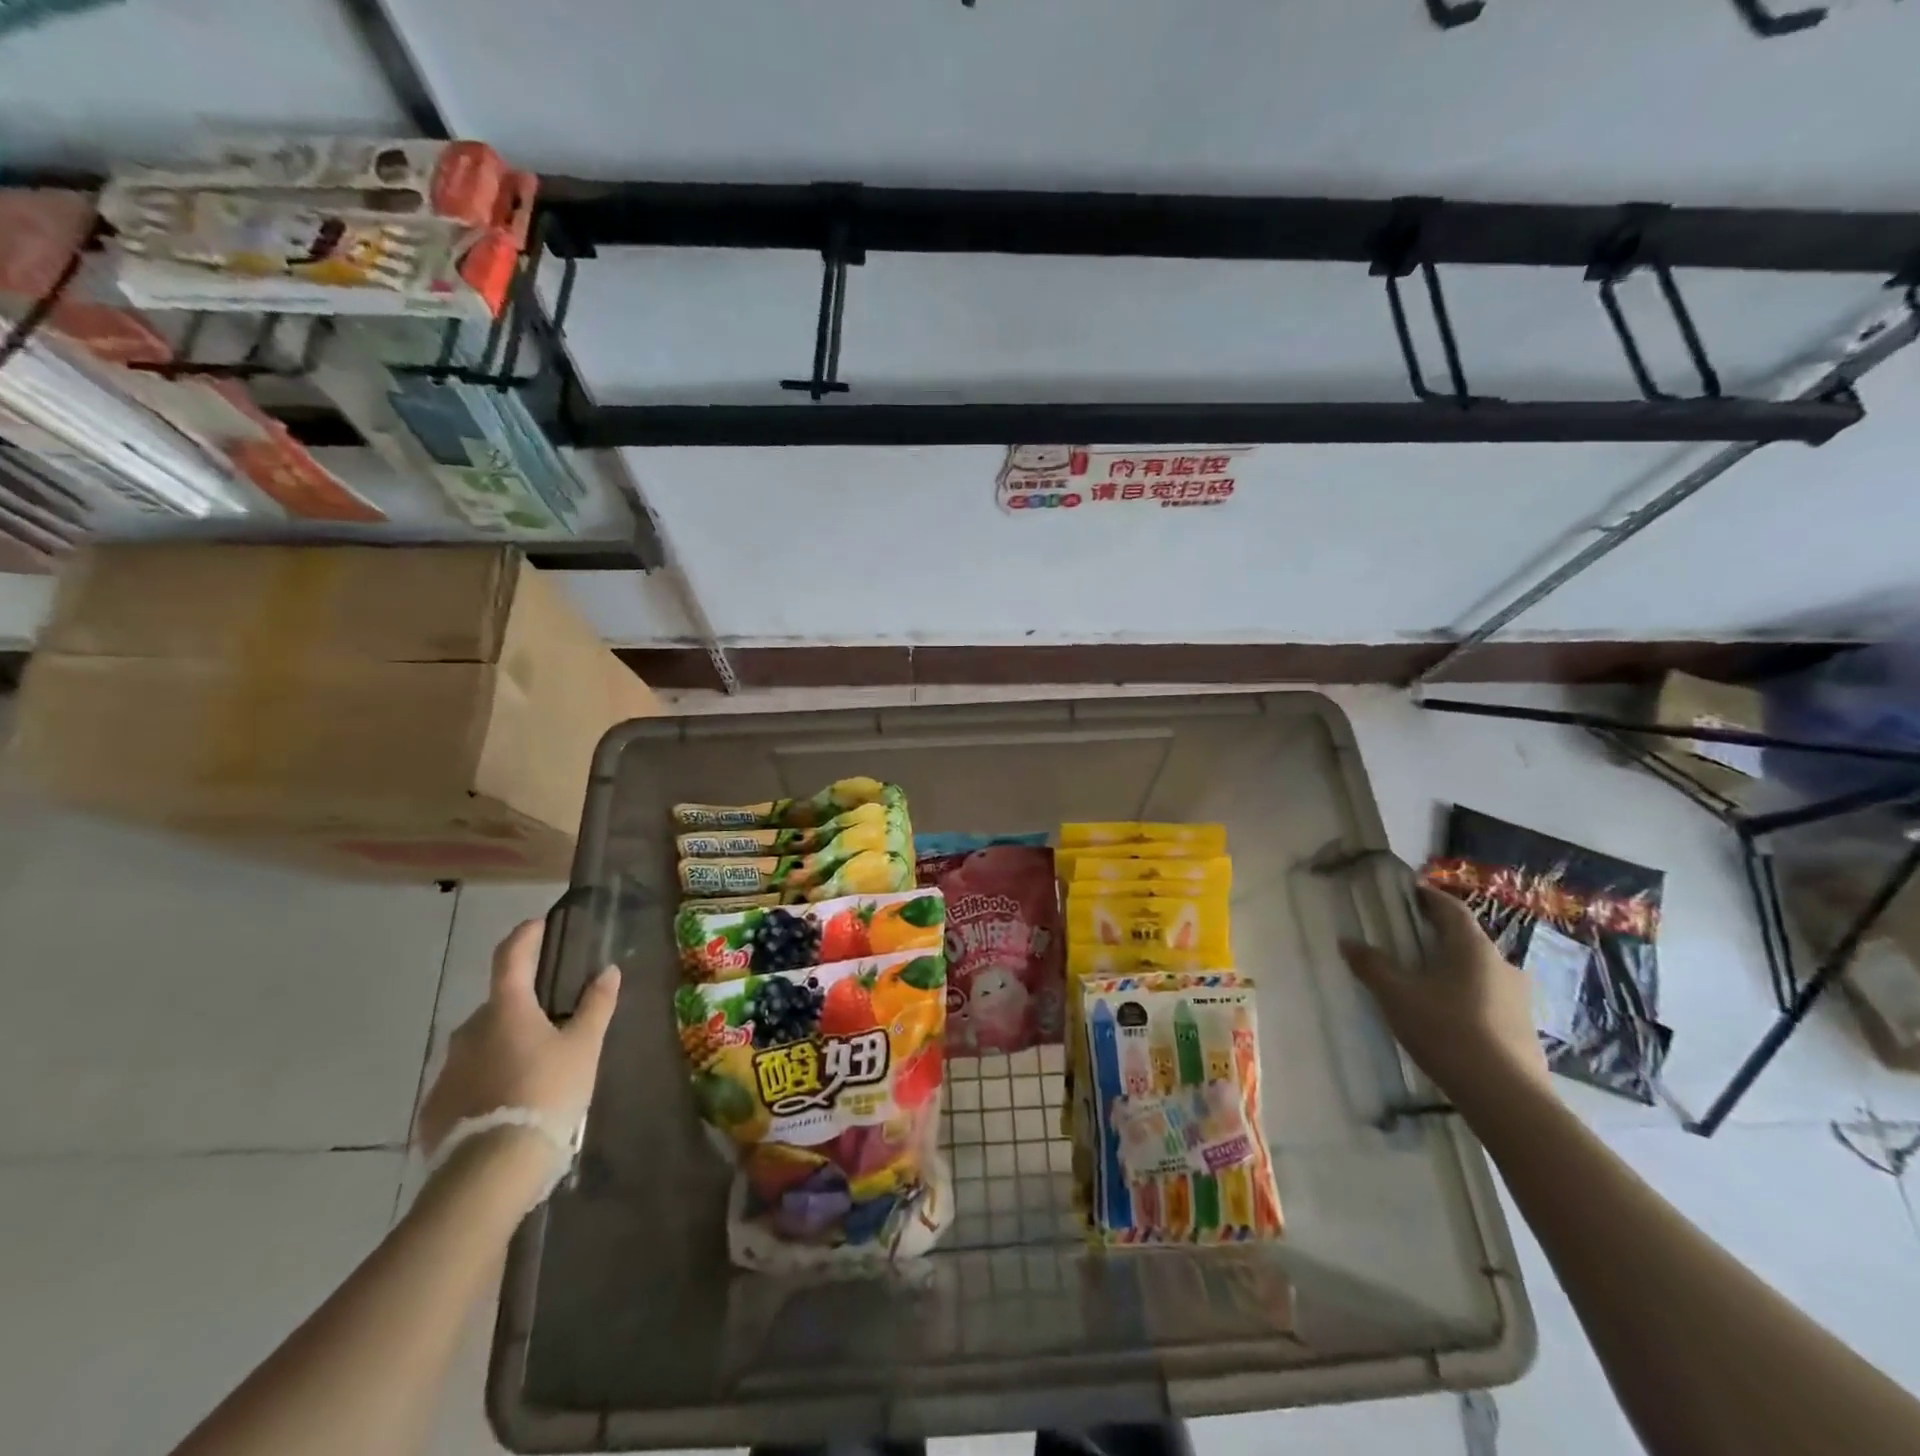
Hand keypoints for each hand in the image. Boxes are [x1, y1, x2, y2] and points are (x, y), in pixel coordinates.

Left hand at [415, 919, 620, 1158]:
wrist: (492, 1170)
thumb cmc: (546, 1094)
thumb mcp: (584, 1048)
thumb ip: (596, 1006)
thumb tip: (608, 971)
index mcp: (506, 1010)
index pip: (511, 959)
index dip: (525, 937)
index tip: (537, 924)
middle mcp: (469, 1032)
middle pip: (498, 1007)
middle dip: (522, 1008)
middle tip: (553, 1024)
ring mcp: (447, 1071)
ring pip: (480, 1045)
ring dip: (504, 1047)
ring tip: (533, 1072)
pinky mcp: (435, 1108)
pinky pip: (465, 1082)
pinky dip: (485, 1082)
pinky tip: (507, 1104)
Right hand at [1340, 886, 1551, 1112]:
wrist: (1507, 1097)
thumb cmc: (1446, 1030)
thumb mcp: (1396, 995)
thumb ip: (1371, 965)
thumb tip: (1347, 941)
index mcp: (1473, 947)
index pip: (1450, 908)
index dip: (1427, 897)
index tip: (1406, 894)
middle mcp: (1502, 964)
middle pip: (1466, 939)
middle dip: (1437, 936)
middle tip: (1405, 939)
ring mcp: (1519, 998)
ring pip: (1478, 971)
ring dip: (1452, 968)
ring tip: (1422, 980)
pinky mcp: (1523, 1028)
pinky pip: (1488, 998)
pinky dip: (1465, 996)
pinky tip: (1446, 1016)